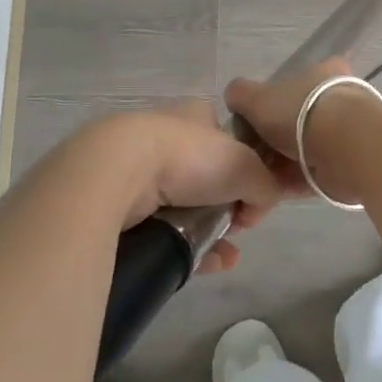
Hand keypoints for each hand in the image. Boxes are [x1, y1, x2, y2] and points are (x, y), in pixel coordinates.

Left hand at [104, 102, 307, 272]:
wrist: (115, 175)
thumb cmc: (187, 157)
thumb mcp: (246, 166)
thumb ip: (266, 185)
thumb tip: (257, 209)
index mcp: (194, 116)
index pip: (227, 138)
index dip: (245, 167)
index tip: (253, 194)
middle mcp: (165, 137)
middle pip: (206, 177)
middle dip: (227, 207)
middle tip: (237, 227)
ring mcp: (137, 170)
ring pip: (183, 207)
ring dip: (209, 233)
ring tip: (224, 256)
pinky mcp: (116, 203)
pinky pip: (159, 230)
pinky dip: (184, 248)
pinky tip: (203, 265)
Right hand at [224, 60, 371, 204]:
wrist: (345, 147)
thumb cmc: (300, 112)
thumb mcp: (257, 97)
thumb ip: (241, 94)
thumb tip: (235, 98)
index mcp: (322, 74)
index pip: (292, 84)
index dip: (267, 104)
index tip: (251, 124)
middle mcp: (336, 100)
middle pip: (294, 122)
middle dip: (269, 143)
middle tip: (246, 159)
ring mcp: (343, 134)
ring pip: (300, 152)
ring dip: (276, 168)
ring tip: (250, 184)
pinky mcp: (345, 166)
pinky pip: (309, 175)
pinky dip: (288, 185)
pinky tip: (264, 197)